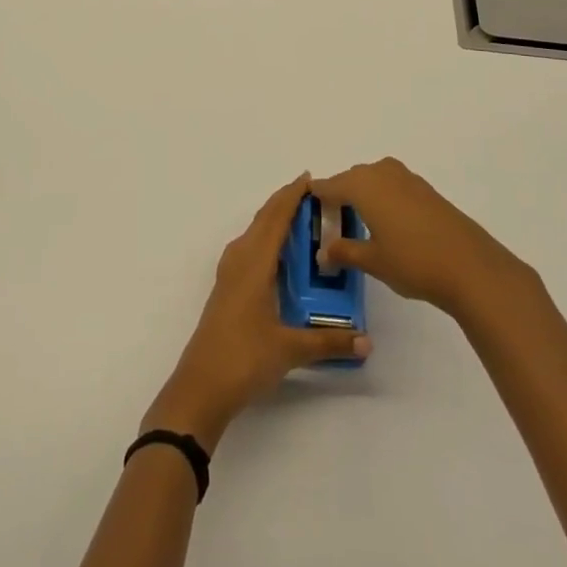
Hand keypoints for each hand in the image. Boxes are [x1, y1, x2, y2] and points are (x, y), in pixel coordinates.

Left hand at [143, 174, 370, 448]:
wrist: (200, 387)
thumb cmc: (243, 358)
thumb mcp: (290, 349)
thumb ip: (329, 342)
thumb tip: (366, 341)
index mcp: (254, 263)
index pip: (275, 218)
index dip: (291, 196)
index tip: (310, 179)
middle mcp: (239, 260)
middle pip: (263, 220)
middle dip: (285, 203)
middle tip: (314, 196)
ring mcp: (229, 274)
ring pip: (254, 234)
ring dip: (274, 221)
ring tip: (302, 221)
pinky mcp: (227, 289)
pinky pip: (249, 250)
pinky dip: (266, 240)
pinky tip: (280, 256)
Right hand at [312, 157, 526, 320]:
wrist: (471, 266)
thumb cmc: (413, 261)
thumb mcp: (372, 261)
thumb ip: (344, 252)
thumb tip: (323, 252)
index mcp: (362, 184)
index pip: (328, 186)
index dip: (316, 199)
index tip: (307, 213)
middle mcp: (382, 172)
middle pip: (350, 179)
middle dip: (339, 197)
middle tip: (332, 225)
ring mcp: (407, 178)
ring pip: (373, 181)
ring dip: (363, 197)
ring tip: (359, 226)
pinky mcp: (426, 190)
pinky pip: (392, 186)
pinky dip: (383, 199)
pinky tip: (386, 225)